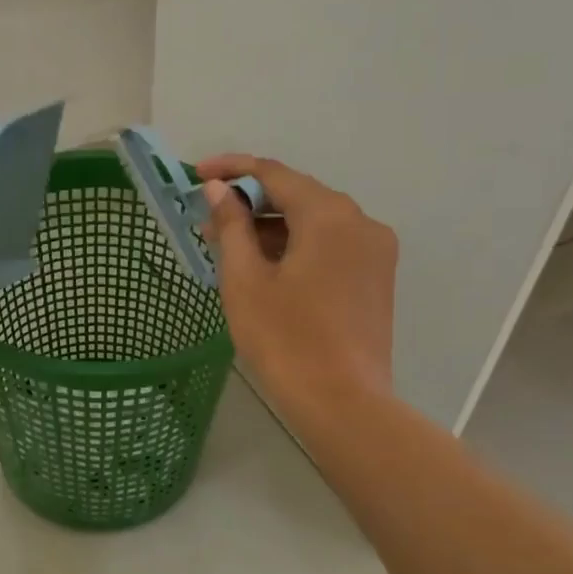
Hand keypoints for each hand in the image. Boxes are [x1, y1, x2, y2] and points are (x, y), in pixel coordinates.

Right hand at [196, 154, 397, 424]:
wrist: (343, 404)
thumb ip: (232, 226)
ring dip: (273, 227)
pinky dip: (296, 246)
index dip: (232, 169)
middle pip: (297, 195)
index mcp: (329, 215)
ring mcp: (374, 251)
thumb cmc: (285, 340)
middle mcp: (360, 221)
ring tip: (230, 248)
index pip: (274, 173)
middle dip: (251, 202)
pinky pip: (331, 245)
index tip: (196, 175)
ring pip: (315, 222)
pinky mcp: (376, 277)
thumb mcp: (245, 280)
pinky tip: (267, 267)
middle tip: (208, 221)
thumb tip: (220, 189)